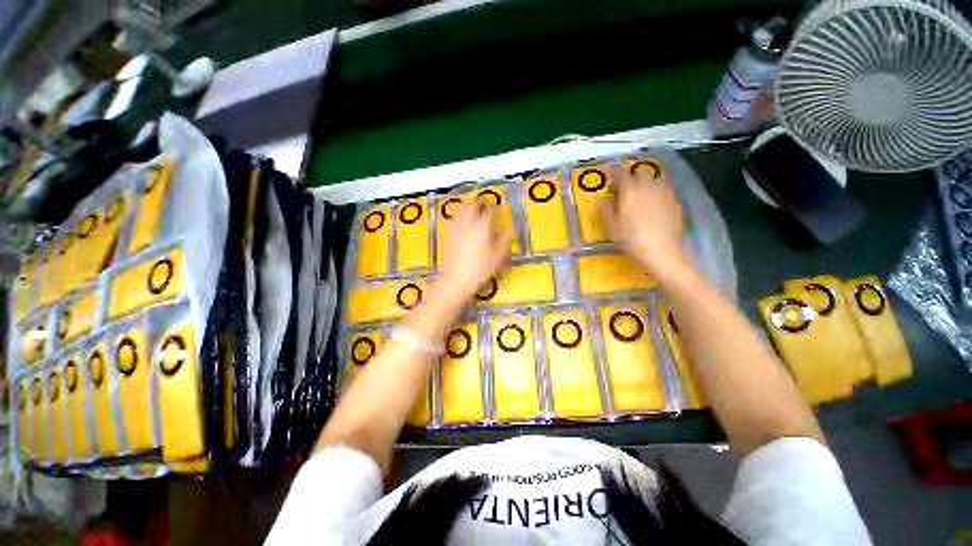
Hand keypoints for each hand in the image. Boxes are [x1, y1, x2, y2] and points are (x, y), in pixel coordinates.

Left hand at [440, 202, 511, 298]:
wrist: (458, 280)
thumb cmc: (480, 270)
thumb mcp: (497, 257)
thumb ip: (504, 242)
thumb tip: (508, 232)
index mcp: (483, 229)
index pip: (489, 212)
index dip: (493, 207)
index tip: (495, 207)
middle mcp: (469, 225)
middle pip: (472, 207)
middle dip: (477, 203)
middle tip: (482, 203)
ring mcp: (457, 230)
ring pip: (460, 211)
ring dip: (466, 206)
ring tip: (470, 207)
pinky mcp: (449, 236)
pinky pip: (453, 220)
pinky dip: (457, 216)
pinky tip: (459, 219)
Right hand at [601, 167, 688, 277]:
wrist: (661, 249)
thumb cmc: (630, 238)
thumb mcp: (610, 226)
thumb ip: (605, 209)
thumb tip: (602, 200)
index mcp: (630, 190)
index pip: (620, 174)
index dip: (613, 174)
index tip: (608, 177)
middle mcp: (648, 186)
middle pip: (639, 173)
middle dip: (631, 178)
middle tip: (624, 189)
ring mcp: (663, 192)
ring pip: (652, 180)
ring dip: (644, 184)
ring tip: (639, 196)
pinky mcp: (674, 201)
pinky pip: (662, 191)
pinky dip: (655, 193)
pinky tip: (652, 206)